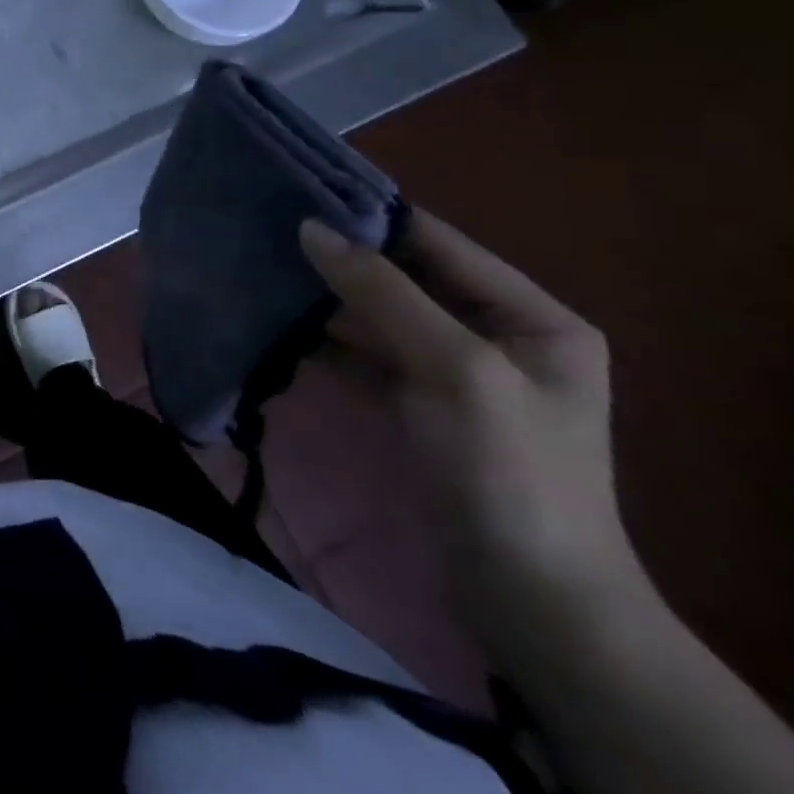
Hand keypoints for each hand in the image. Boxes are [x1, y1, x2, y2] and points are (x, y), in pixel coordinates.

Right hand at [300, 211, 642, 644]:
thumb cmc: (508, 473)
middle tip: (267, 227)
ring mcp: (454, 372)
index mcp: (531, 317)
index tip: (300, 189)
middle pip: (405, 277)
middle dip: (341, 257)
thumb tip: (310, 228)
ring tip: (262, 267)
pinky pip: (366, 354)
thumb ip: (382, 292)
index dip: (372, 216)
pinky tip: (280, 326)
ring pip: (378, 314)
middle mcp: (495, 335)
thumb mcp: (454, 369)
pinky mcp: (419, 405)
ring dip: (326, 297)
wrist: (529, 604)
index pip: (439, 244)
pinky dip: (327, 340)